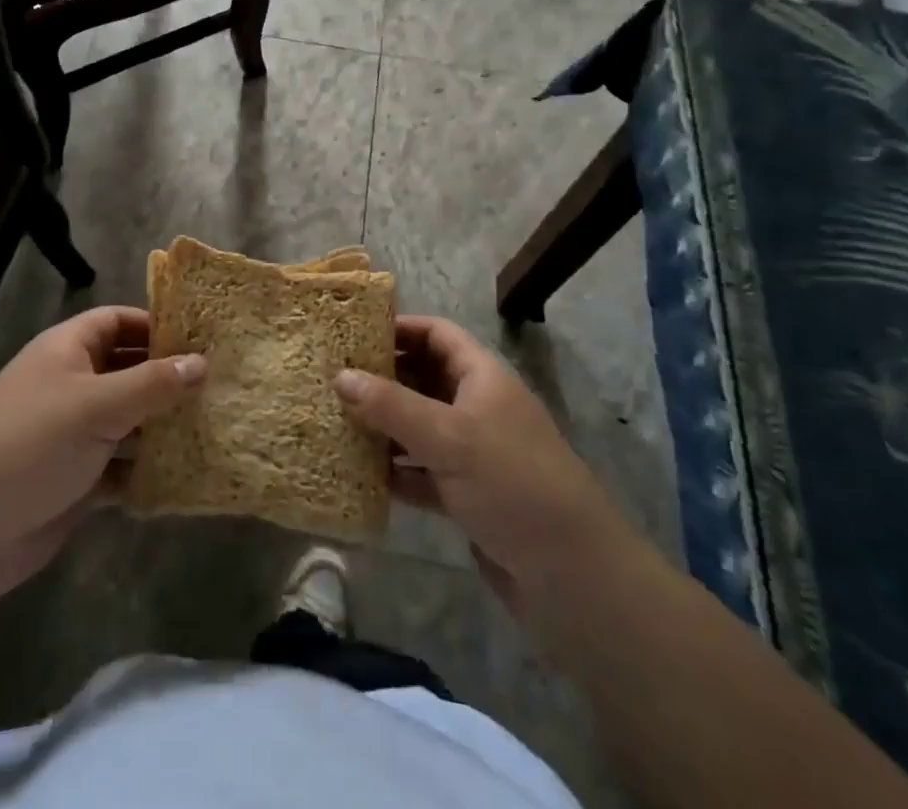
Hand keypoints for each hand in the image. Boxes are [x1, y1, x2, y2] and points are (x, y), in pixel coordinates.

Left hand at [0, 306, 205, 601]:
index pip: (117, 321)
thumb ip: (152, 384)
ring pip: (128, 421)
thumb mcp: (98, 404)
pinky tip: (184, 475)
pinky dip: (147, 470)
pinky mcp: (77, 480)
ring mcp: (73, 434)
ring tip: (213, 426)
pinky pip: (122, 466)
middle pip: (127, 370)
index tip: (201, 337)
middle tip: (219, 384)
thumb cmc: (33, 442)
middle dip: (167, 378)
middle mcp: (71, 385)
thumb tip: (201, 362)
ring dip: (162, 426)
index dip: (155, 325)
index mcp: (68, 351)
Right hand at [335, 315, 615, 614]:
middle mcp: (476, 408)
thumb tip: (340, 376)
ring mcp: (472, 454)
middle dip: (380, 378)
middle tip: (331, 380)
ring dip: (382, 426)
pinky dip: (395, 471)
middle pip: (422, 378)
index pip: (436, 334)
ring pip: (418, 427)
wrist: (576, 580)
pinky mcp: (467, 496)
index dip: (398, 328)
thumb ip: (391, 406)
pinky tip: (359, 474)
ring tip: (334, 423)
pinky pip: (421, 472)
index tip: (351, 334)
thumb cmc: (514, 484)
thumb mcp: (449, 437)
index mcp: (482, 377)